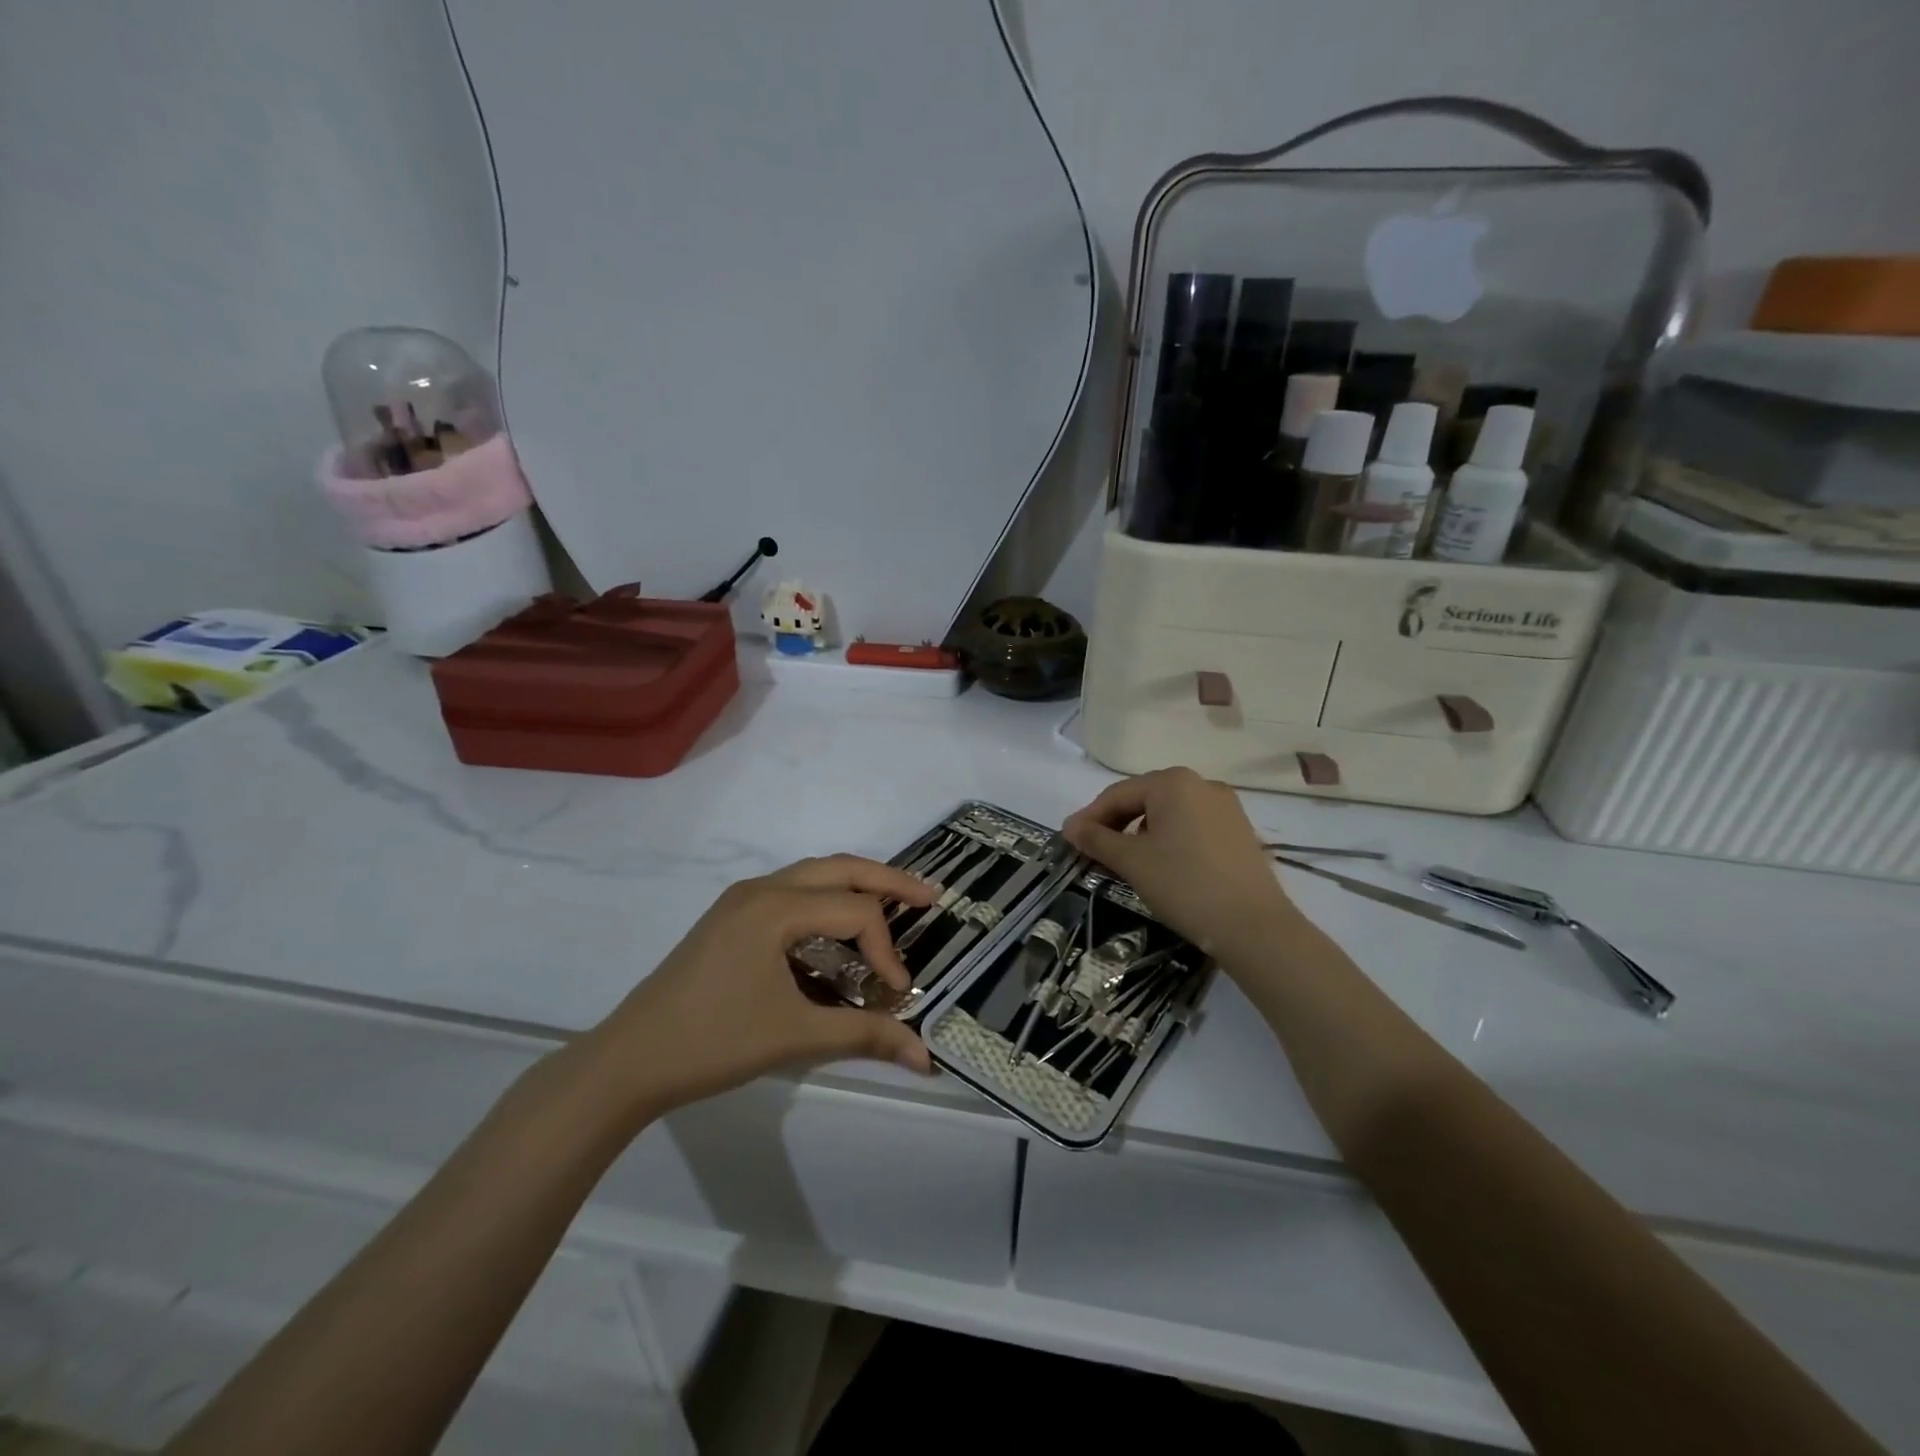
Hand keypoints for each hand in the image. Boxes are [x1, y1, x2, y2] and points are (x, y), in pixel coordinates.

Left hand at [582, 855, 937, 1119]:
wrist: (628, 1061)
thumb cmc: (713, 1043)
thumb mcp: (795, 1037)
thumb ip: (865, 1037)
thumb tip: (926, 1057)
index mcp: (775, 908)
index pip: (855, 912)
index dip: (886, 950)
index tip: (896, 994)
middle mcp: (761, 889)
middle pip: (839, 868)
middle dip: (888, 881)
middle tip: (930, 897)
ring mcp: (741, 900)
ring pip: (814, 875)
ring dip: (856, 887)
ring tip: (895, 905)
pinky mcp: (731, 918)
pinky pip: (792, 893)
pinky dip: (826, 902)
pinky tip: (839, 931)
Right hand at [1063, 768, 1298, 957]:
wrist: (1253, 926)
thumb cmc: (1183, 884)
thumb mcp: (1132, 861)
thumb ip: (1097, 839)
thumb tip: (1070, 826)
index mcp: (1173, 782)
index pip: (1118, 794)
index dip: (1090, 817)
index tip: (1070, 840)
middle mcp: (1202, 784)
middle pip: (1144, 799)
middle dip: (1116, 823)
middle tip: (1094, 851)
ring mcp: (1226, 807)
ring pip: (1169, 813)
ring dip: (1141, 833)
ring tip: (1127, 861)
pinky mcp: (1239, 832)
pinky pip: (1192, 826)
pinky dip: (1169, 840)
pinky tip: (1163, 866)